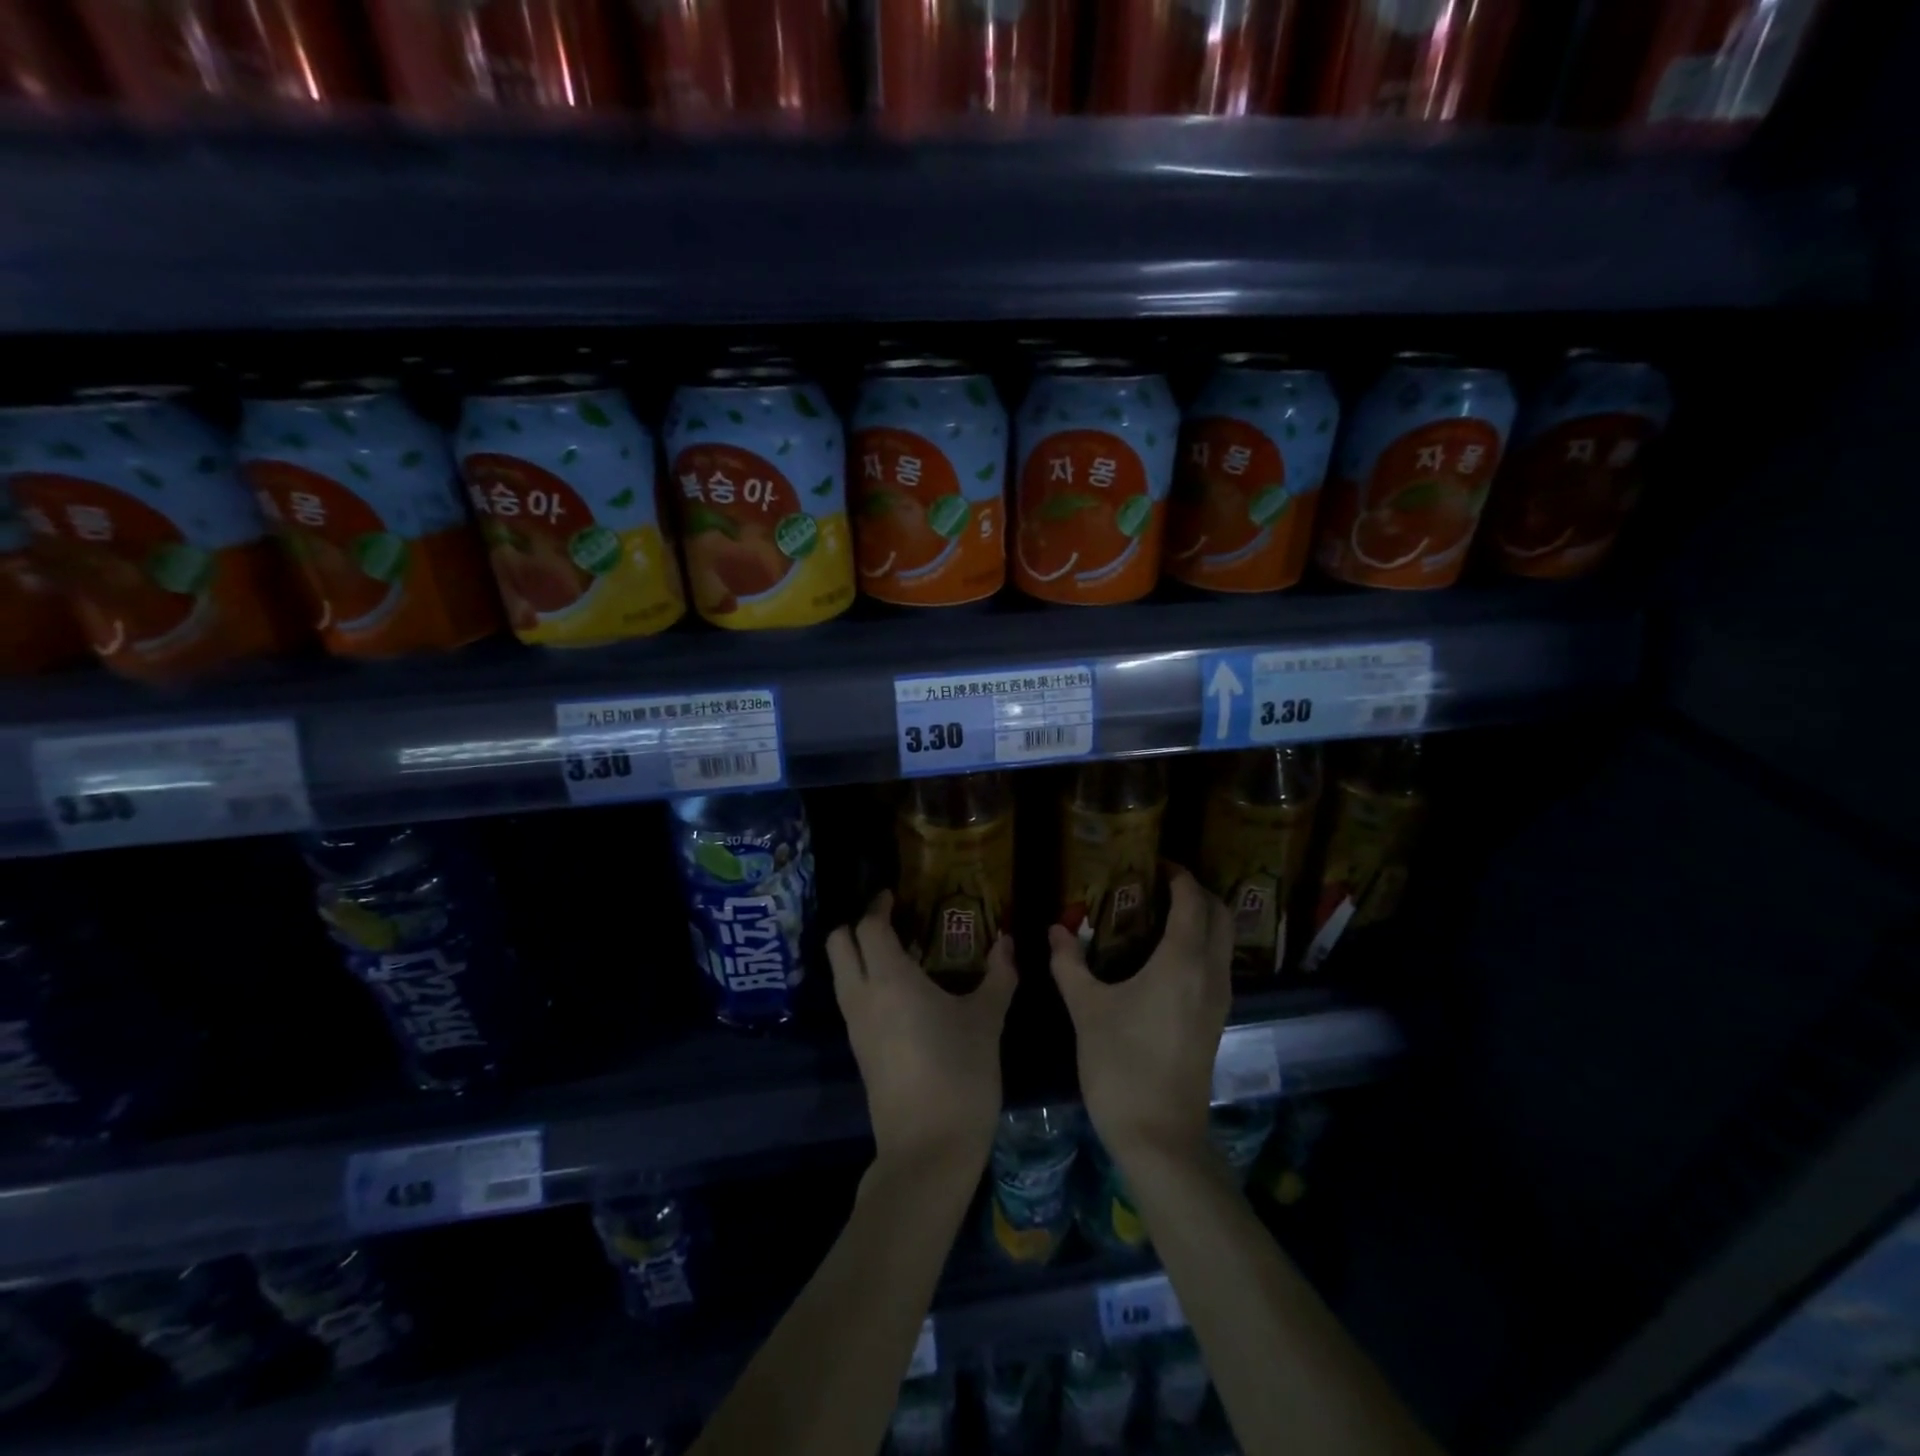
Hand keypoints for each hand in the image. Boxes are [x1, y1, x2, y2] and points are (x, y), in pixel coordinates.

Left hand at [828, 891, 1016, 1174]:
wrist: (929, 1148)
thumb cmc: (961, 1072)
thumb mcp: (987, 1020)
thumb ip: (998, 975)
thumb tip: (1008, 943)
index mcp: (889, 979)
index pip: (868, 926)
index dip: (877, 905)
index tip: (894, 895)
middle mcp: (862, 996)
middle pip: (838, 944)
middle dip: (856, 925)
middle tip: (891, 921)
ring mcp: (855, 1026)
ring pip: (841, 973)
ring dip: (859, 955)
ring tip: (901, 953)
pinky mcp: (858, 1051)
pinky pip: (852, 1000)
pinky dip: (865, 982)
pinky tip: (901, 992)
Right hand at [1049, 865, 1231, 1162]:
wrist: (1160, 1135)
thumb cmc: (1120, 1065)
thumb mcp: (1086, 1009)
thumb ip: (1069, 963)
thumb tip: (1055, 929)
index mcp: (1182, 961)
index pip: (1192, 900)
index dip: (1177, 875)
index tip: (1153, 862)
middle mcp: (1210, 973)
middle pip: (1220, 914)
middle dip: (1196, 891)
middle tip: (1159, 884)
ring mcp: (1219, 999)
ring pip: (1224, 940)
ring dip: (1202, 917)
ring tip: (1160, 913)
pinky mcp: (1216, 1020)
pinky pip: (1218, 964)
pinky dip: (1201, 944)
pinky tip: (1166, 956)